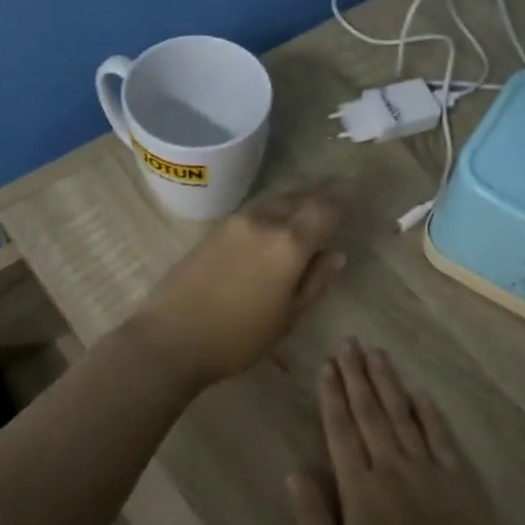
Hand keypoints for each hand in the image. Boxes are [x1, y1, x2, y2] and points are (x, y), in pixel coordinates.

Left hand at [125, 178, 352, 388]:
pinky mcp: (213, 230)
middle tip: (338, 188)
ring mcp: (234, 222)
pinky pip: (254, 209)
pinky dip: (273, 208)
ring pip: (274, 199)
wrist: (169, 339)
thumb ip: (315, 282)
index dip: (343, 195)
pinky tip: (274, 220)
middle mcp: (263, 221)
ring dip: (295, 196)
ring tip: (308, 201)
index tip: (355, 186)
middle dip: (320, 191)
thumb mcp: (287, 317)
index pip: (324, 207)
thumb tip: (335, 254)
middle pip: (299, 195)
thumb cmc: (237, 338)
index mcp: (289, 243)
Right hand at [288, 341, 502, 524]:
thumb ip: (312, 520)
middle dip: (357, 375)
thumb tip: (295, 472)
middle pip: (371, 412)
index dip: (333, 396)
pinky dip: (429, 412)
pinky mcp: (459, 479)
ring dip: (388, 382)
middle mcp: (393, 468)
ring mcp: (429, 470)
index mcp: (360, 489)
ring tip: (376, 353)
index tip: (327, 366)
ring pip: (403, 415)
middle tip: (349, 343)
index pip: (342, 430)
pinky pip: (441, 436)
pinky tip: (419, 392)